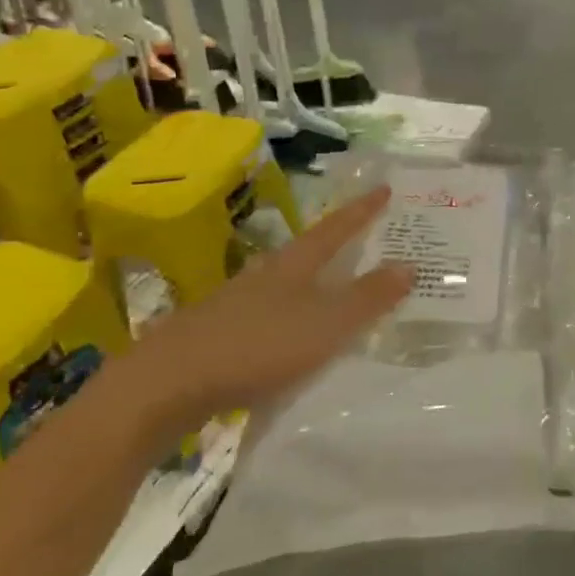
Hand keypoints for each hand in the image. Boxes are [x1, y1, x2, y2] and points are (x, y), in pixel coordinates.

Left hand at [133, 185, 412, 430]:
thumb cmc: (255, 347)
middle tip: (364, 236)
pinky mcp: (216, 336)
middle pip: (306, 251)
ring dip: (311, 281)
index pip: (335, 229)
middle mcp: (263, 276)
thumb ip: (367, 298)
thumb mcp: (324, 325)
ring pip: (283, 283)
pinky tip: (290, 336)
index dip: (362, 211)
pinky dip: (289, 316)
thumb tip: (409, 264)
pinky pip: (266, 315)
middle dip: (336, 242)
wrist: (165, 386)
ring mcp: (235, 304)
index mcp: (292, 265)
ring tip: (332, 286)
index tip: (384, 189)